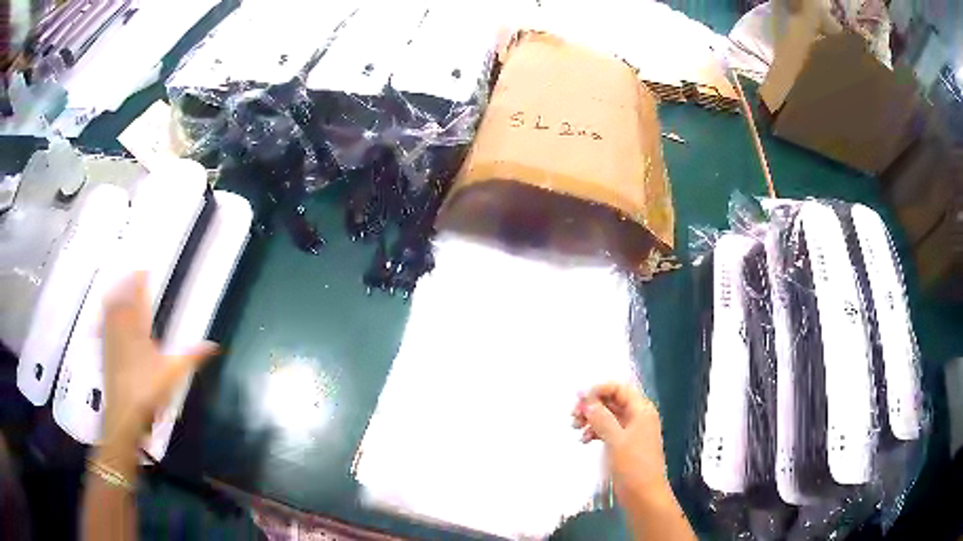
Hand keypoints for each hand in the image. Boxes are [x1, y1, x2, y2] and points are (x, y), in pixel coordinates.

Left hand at [101, 272, 216, 446]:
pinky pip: (103, 325)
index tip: (145, 269)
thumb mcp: (173, 374)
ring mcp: (111, 340)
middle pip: (121, 298)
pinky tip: (104, 315)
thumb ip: (191, 356)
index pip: (138, 297)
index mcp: (138, 329)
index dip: (141, 280)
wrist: (124, 414)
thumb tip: (213, 345)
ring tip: (117, 285)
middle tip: (132, 273)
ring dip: (114, 294)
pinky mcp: (105, 353)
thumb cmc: (147, 391)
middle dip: (126, 282)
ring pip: (110, 309)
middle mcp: (122, 329)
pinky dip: (104, 314)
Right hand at [572, 383, 669, 500]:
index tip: (578, 399)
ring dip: (591, 418)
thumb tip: (587, 400)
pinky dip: (596, 432)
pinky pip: (608, 430)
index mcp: (641, 410)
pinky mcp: (625, 444)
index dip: (598, 390)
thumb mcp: (615, 440)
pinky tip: (584, 440)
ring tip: (575, 427)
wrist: (644, 495)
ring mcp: (632, 431)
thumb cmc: (633, 465)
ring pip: (609, 415)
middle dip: (592, 405)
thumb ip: (601, 417)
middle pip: (613, 401)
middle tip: (573, 415)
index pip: (619, 388)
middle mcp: (638, 416)